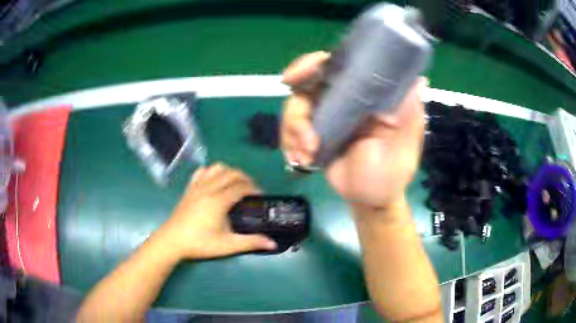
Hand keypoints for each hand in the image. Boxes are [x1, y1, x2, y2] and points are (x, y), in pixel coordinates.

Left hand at [157, 163, 276, 259]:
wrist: (172, 241)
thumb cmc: (200, 243)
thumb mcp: (227, 245)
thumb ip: (251, 243)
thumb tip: (273, 244)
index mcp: (219, 201)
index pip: (241, 187)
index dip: (254, 188)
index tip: (261, 195)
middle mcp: (209, 188)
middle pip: (231, 173)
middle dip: (245, 177)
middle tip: (251, 189)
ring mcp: (197, 187)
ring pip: (216, 168)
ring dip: (229, 171)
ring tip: (235, 183)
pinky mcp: (189, 189)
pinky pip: (201, 172)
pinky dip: (211, 171)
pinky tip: (214, 181)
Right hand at [281, 51, 426, 208]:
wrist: (369, 199)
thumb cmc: (391, 173)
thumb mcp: (403, 145)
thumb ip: (408, 116)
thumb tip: (420, 80)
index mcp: (366, 95)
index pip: (337, 65)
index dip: (314, 64)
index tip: (297, 76)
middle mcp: (343, 99)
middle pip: (306, 84)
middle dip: (297, 106)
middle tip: (302, 131)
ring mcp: (325, 115)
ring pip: (294, 107)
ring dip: (294, 132)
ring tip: (308, 155)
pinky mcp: (312, 133)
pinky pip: (289, 129)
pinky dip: (289, 143)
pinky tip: (302, 160)